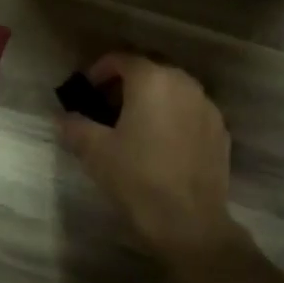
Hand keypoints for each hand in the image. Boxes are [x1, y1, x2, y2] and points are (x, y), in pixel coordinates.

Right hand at [56, 53, 239, 261]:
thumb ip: (75, 126)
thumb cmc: (137, 178)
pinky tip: (160, 145)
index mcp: (152, 80)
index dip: (99, 71)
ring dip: (152, 100)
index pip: (122, 60)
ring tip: (133, 126)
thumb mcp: (95, 151)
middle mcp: (184, 84)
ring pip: (173, 91)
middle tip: (106, 108)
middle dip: (126, 85)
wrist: (189, 222)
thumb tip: (62, 118)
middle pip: (150, 72)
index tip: (87, 90)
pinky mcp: (221, 133)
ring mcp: (207, 108)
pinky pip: (191, 113)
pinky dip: (173, 118)